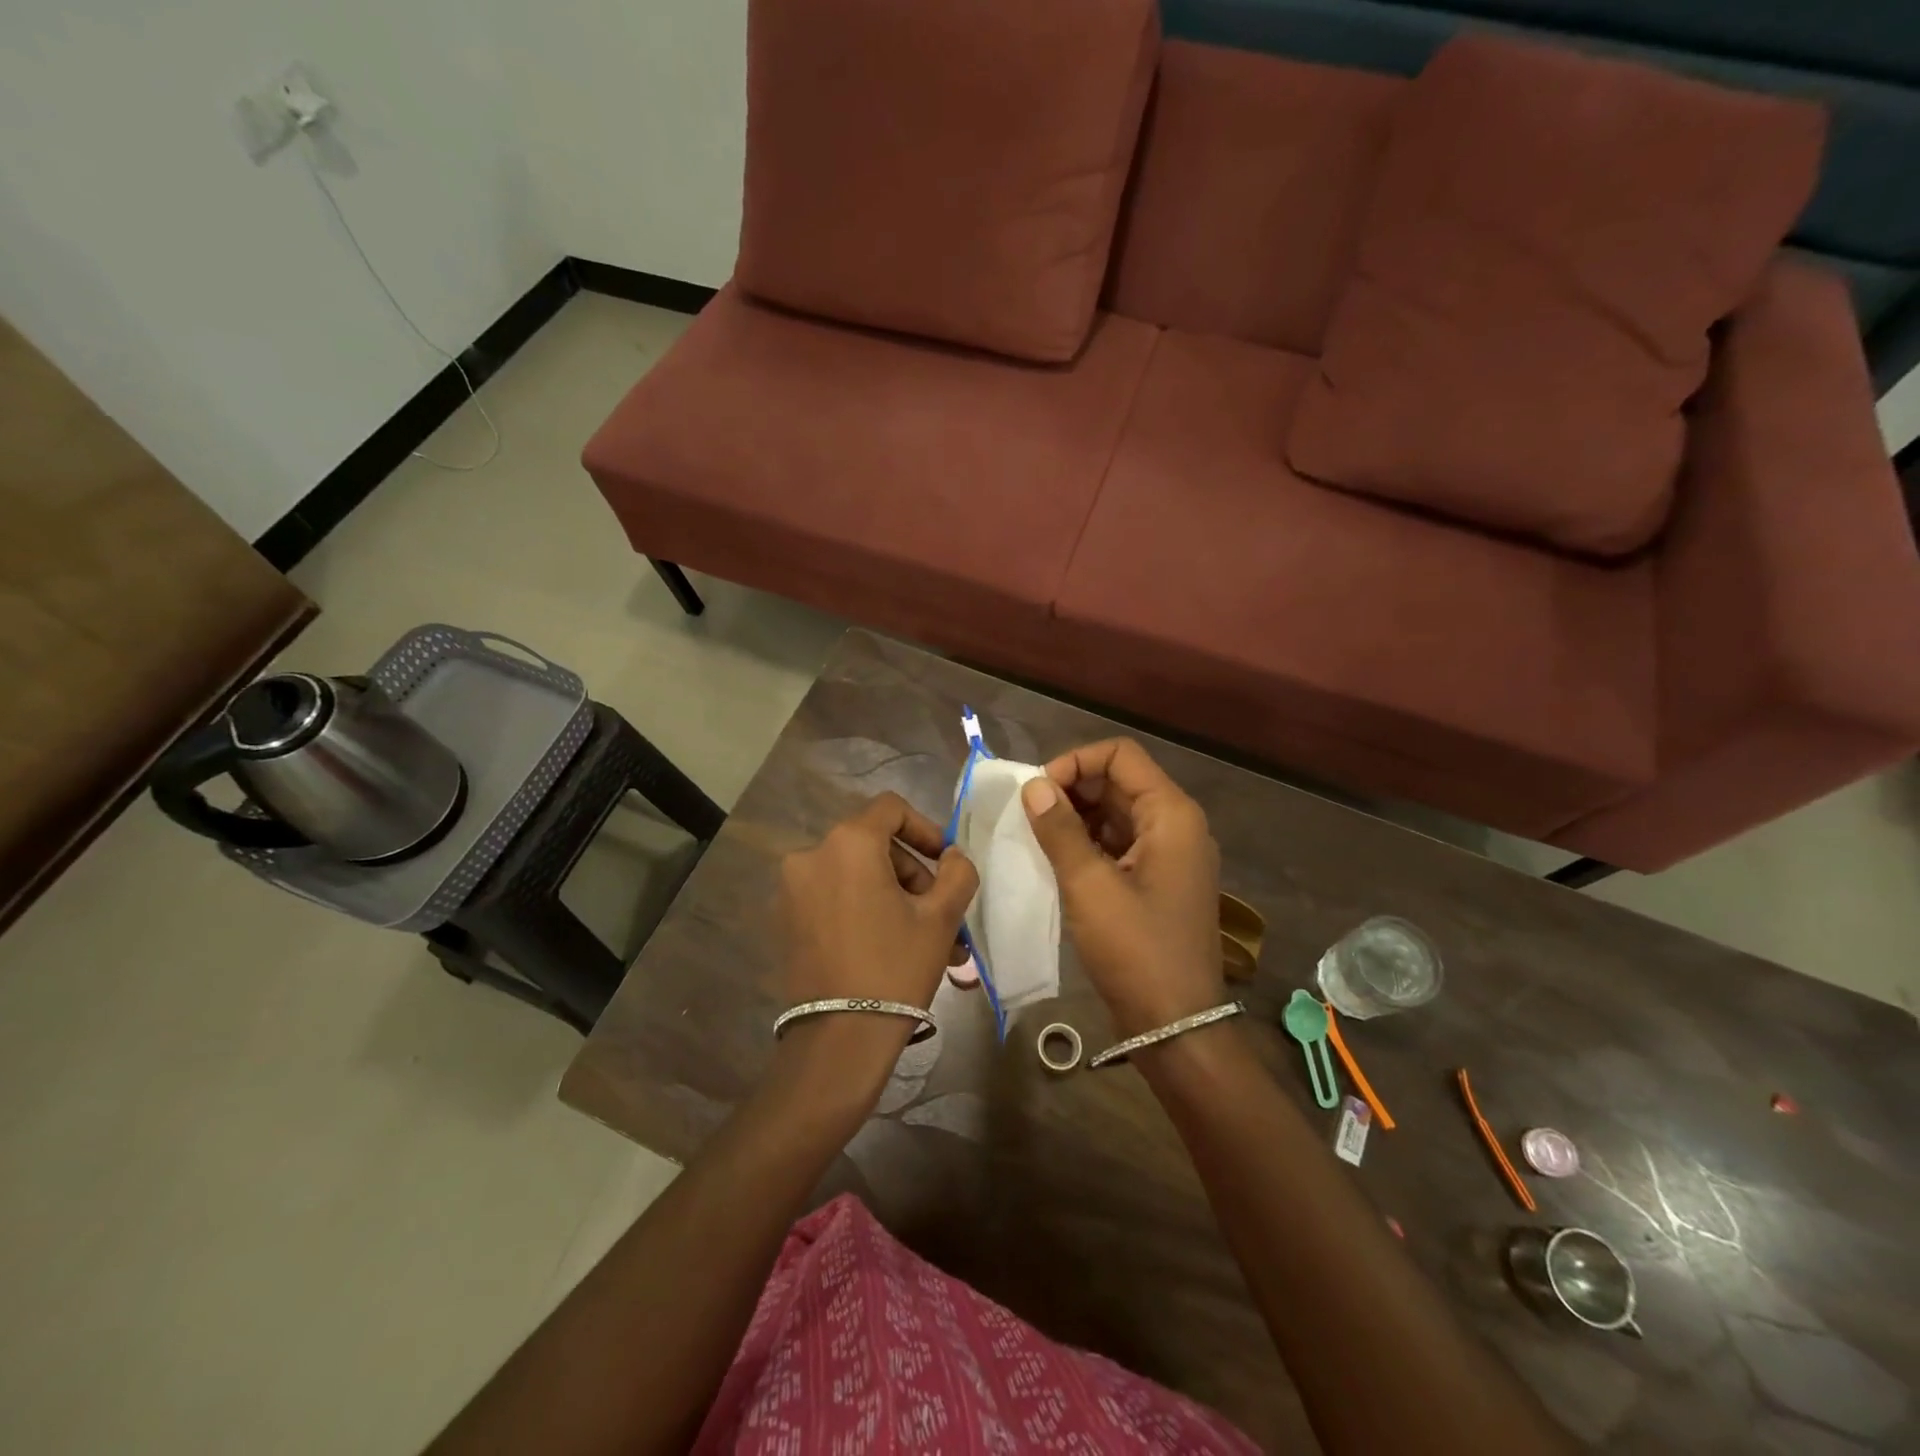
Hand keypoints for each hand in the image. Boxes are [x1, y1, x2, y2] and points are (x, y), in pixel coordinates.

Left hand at [775, 792, 977, 1093]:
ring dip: (892, 896)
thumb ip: (957, 872)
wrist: (839, 1038)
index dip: (925, 829)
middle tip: (939, 912)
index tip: (945, 862)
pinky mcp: (784, 917)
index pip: (891, 809)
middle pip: (874, 844)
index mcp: (848, 843)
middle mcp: (811, 854)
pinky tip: (889, 945)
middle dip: (912, 872)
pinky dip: (863, 908)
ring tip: (923, 939)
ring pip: (856, 874)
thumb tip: (951, 856)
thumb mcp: (941, 917)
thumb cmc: (896, 967)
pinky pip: (834, 896)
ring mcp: (792, 887)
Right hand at [1021, 740, 1223, 1036]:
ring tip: (1036, 838)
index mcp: (1170, 814)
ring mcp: (1169, 854)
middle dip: (1071, 790)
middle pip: (1118, 781)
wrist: (1175, 1024)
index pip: (1120, 755)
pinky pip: (1119, 843)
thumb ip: (1060, 829)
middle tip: (1029, 817)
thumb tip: (1035, 786)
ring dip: (1076, 817)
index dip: (1076, 762)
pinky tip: (1056, 860)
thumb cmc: (1136, 950)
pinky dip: (1088, 843)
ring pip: (1116, 813)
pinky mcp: (1157, 880)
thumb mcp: (1089, 886)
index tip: (1039, 793)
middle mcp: (1176, 825)